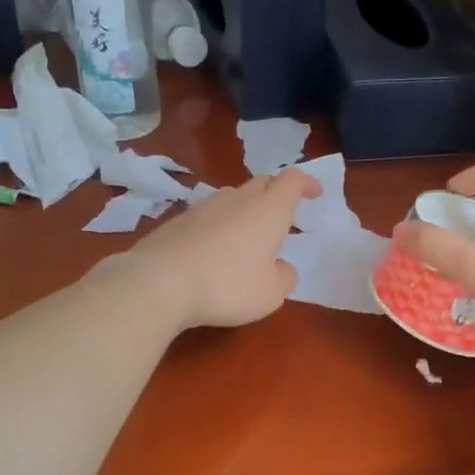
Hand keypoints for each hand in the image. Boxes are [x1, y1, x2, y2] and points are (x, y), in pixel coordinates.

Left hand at [121, 169, 322, 329]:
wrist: (159, 282)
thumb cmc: (228, 285)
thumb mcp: (270, 293)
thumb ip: (284, 277)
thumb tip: (281, 267)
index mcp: (268, 210)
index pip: (292, 180)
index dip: (306, 183)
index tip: (315, 193)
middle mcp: (237, 200)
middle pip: (261, 183)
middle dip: (276, 193)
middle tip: (283, 216)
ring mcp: (203, 207)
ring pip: (232, 197)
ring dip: (245, 209)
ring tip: (248, 235)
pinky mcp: (177, 222)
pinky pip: (207, 216)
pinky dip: (219, 226)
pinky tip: (214, 250)